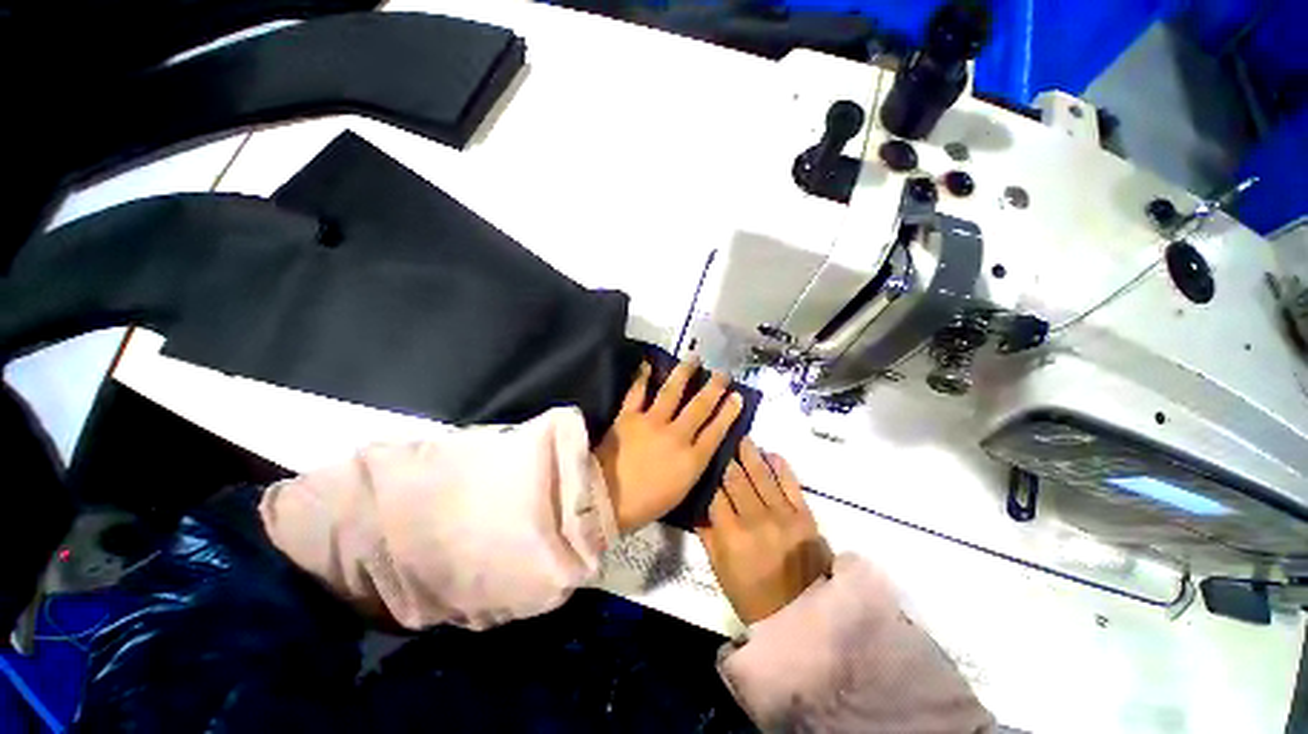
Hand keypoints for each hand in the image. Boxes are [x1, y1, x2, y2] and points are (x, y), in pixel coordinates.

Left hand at [596, 359, 743, 532]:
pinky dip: (642, 377)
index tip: (738, 396)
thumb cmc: (645, 504)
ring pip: (672, 392)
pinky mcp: (628, 417)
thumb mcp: (680, 490)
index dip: (729, 412)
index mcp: (691, 460)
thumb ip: (693, 465)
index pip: (716, 431)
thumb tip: (702, 446)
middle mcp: (676, 436)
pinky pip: (637, 392)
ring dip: (685, 373)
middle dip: (714, 388)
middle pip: (700, 407)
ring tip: (694, 358)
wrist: (604, 501)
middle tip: (722, 373)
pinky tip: (648, 364)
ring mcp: (652, 423)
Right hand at [697, 440, 831, 624]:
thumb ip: (707, 535)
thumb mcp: (720, 570)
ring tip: (743, 437)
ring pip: (762, 476)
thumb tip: (698, 504)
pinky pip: (791, 484)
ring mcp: (783, 516)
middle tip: (721, 439)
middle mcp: (756, 520)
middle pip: (736, 479)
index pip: (715, 495)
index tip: (704, 458)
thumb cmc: (754, 596)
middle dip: (727, 457)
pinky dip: (781, 467)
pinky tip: (772, 453)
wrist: (803, 616)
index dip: (708, 475)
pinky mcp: (805, 516)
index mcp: (732, 536)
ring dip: (751, 454)